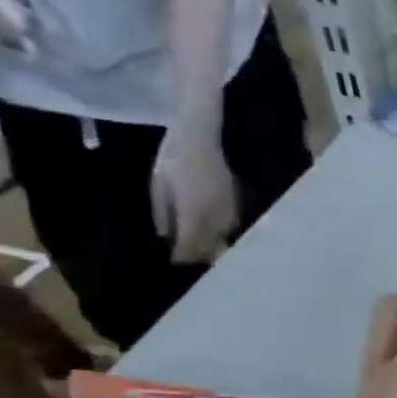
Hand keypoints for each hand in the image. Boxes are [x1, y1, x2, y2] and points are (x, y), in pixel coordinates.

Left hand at [149, 127, 237, 263]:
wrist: (201, 137)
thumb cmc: (173, 159)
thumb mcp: (158, 186)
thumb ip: (164, 214)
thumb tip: (166, 236)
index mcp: (194, 216)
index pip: (190, 247)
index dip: (181, 256)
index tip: (173, 260)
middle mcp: (216, 219)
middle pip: (210, 247)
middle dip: (199, 254)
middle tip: (187, 256)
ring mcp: (230, 211)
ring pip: (224, 238)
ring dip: (213, 245)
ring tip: (202, 247)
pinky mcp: (237, 203)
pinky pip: (231, 226)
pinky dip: (222, 232)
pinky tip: (214, 230)